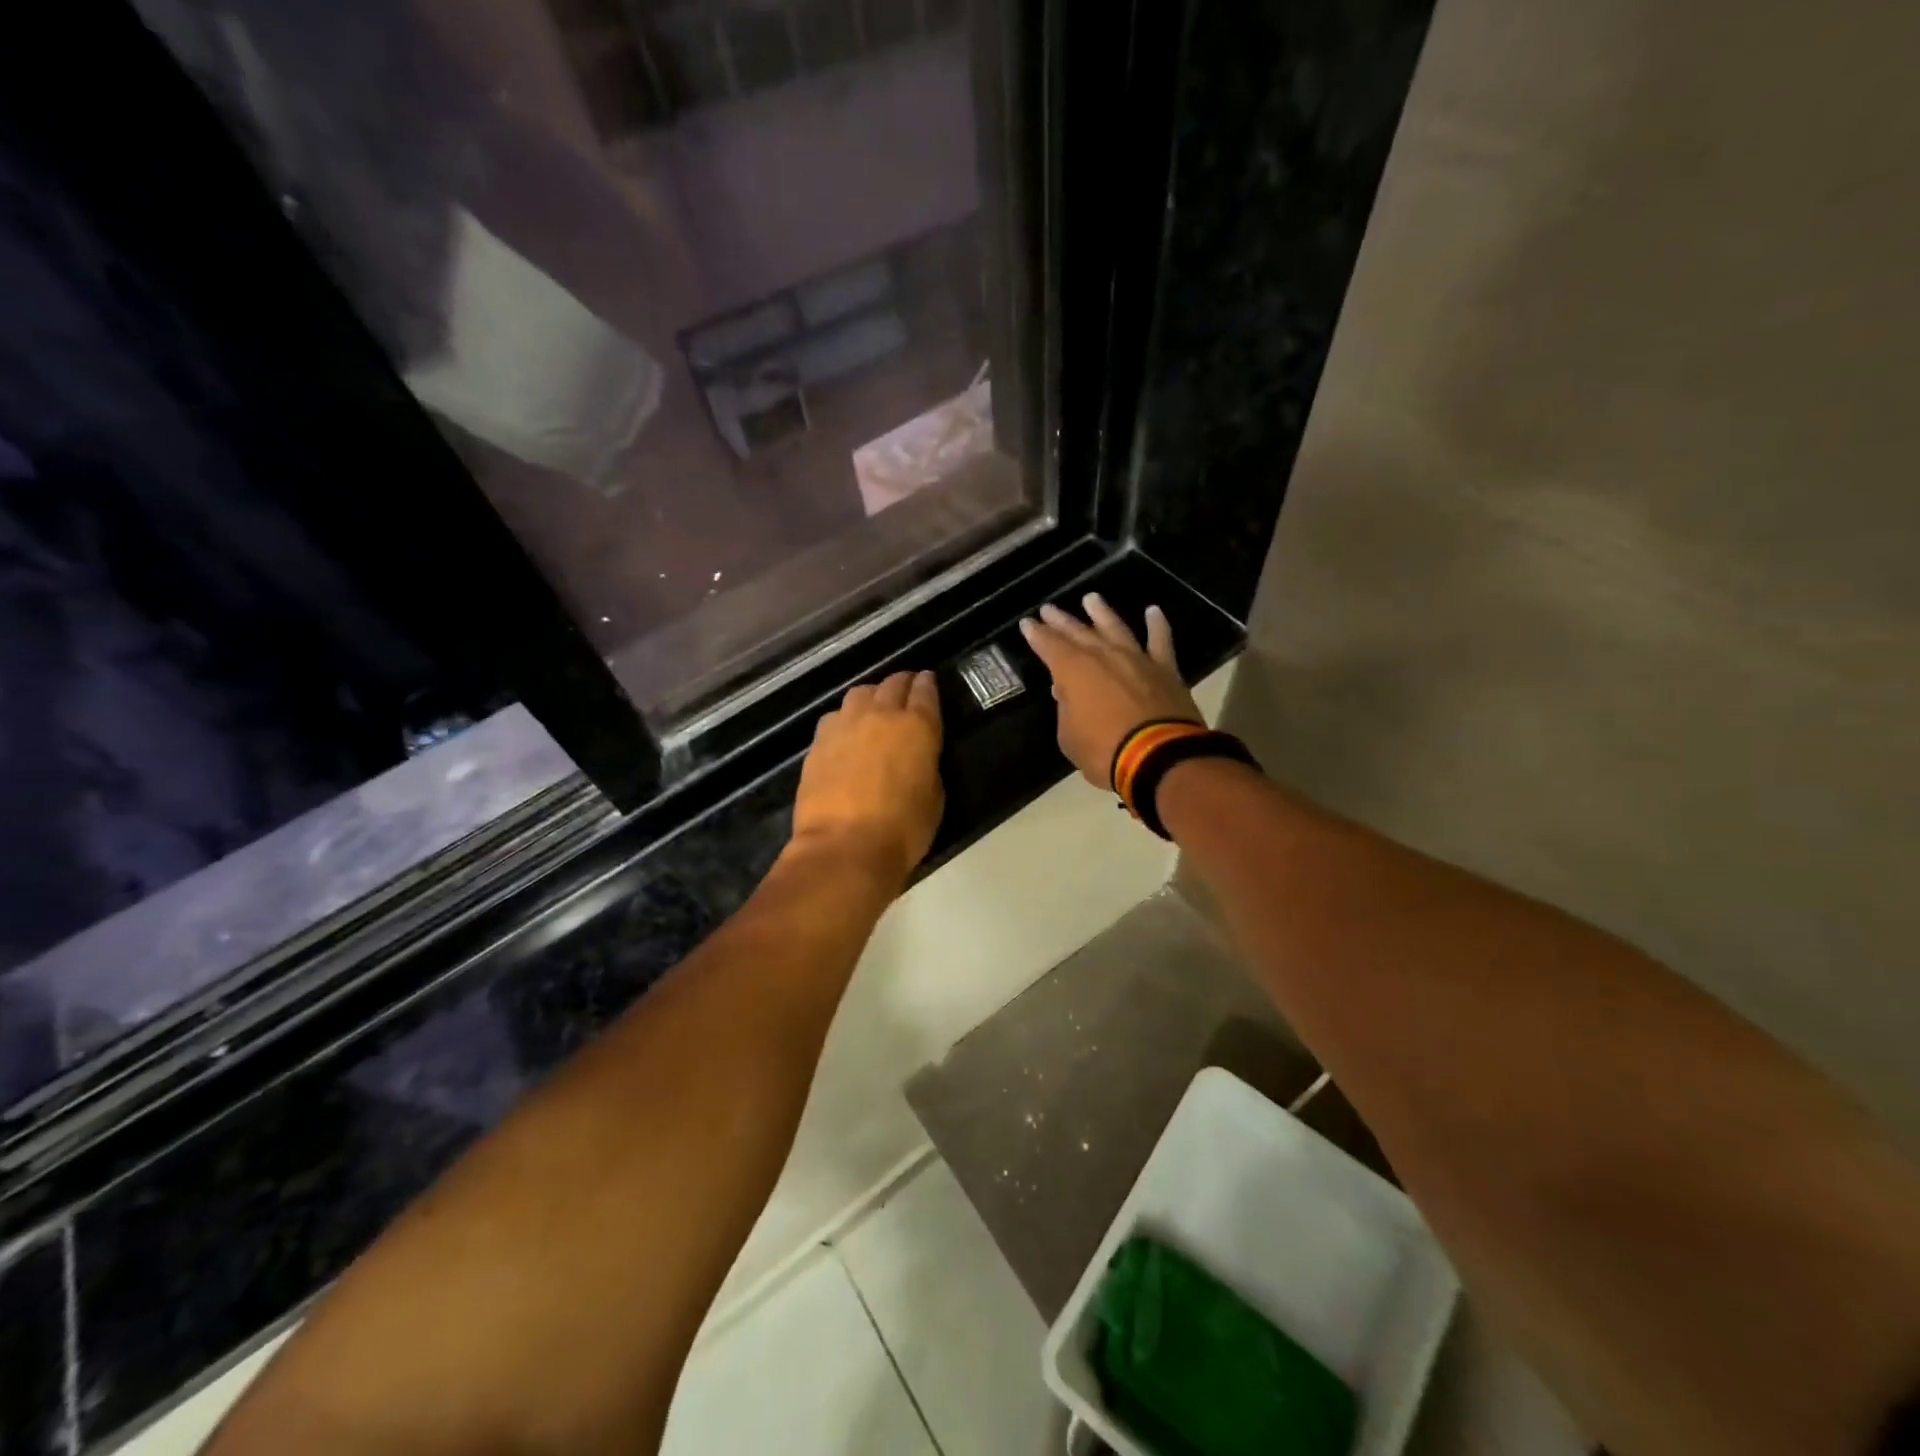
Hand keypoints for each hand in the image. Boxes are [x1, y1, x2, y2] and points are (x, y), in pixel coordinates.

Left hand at [790, 671, 944, 885]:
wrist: (844, 847)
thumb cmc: (902, 829)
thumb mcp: (933, 797)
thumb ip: (926, 766)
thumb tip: (917, 757)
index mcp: (917, 727)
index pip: (925, 692)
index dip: (928, 684)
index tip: (928, 680)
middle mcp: (880, 716)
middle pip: (892, 684)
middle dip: (902, 683)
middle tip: (906, 688)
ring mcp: (845, 726)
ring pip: (859, 693)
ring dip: (871, 696)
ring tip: (874, 708)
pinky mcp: (818, 742)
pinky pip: (835, 717)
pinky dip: (845, 719)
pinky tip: (846, 733)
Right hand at [1019, 595, 1201, 787]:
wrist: (1158, 758)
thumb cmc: (1104, 751)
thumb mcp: (1069, 737)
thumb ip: (1066, 709)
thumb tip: (1065, 691)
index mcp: (1073, 671)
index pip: (1048, 646)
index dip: (1036, 634)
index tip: (1027, 623)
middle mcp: (1104, 656)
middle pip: (1078, 632)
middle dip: (1061, 621)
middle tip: (1049, 608)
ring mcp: (1136, 659)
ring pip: (1116, 628)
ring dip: (1102, 613)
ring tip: (1091, 599)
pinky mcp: (1165, 670)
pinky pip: (1160, 641)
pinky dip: (1157, 625)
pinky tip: (1153, 612)